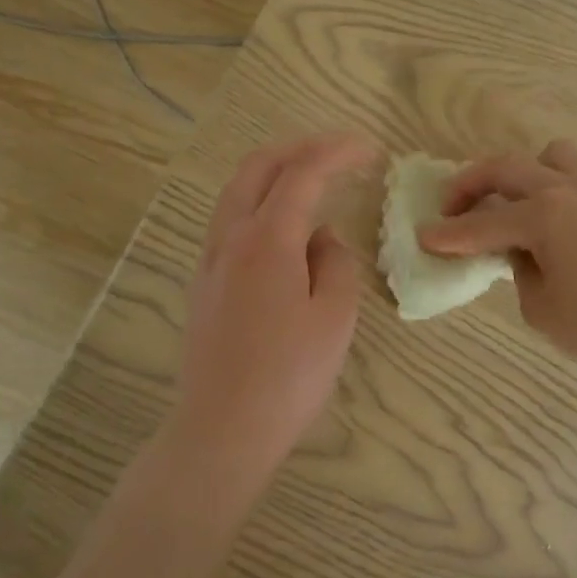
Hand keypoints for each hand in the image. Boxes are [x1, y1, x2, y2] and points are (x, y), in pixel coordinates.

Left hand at [167, 132, 375, 482]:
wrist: (222, 430)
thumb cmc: (289, 375)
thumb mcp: (334, 315)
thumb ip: (335, 262)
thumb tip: (321, 237)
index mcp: (267, 239)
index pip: (303, 173)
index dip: (338, 152)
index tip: (371, 150)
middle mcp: (231, 237)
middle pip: (258, 166)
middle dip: (301, 147)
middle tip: (340, 151)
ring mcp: (211, 259)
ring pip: (238, 190)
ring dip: (276, 171)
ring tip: (314, 177)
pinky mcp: (205, 282)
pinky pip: (231, 219)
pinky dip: (261, 200)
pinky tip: (285, 225)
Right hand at [418, 139, 576, 375]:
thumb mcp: (543, 310)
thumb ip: (520, 272)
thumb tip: (522, 252)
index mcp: (545, 216)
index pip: (483, 224)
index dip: (449, 233)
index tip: (423, 236)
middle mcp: (570, 191)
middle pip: (508, 168)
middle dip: (471, 184)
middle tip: (451, 207)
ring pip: (552, 156)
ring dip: (523, 173)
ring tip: (516, 204)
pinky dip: (556, 188)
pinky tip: (556, 223)